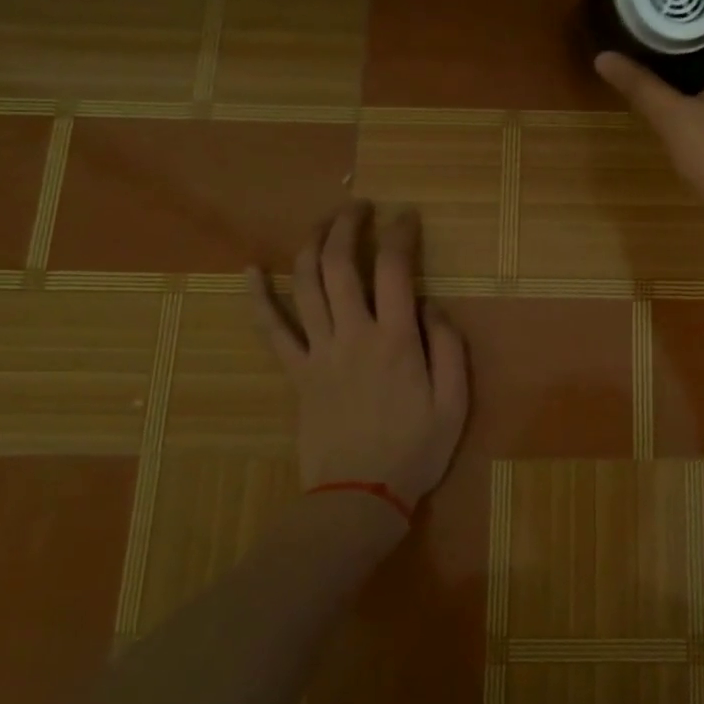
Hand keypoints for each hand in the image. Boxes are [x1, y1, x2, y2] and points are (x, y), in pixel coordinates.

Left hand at [252, 203, 468, 514]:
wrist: (359, 496)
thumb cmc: (415, 450)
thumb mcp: (454, 403)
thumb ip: (448, 348)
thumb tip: (432, 306)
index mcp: (395, 340)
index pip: (395, 269)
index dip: (400, 234)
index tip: (407, 216)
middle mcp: (353, 335)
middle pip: (340, 265)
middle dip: (348, 225)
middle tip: (360, 207)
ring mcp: (318, 352)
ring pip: (305, 285)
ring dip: (311, 245)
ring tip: (323, 223)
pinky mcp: (296, 373)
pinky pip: (271, 330)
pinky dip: (257, 297)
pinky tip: (249, 270)